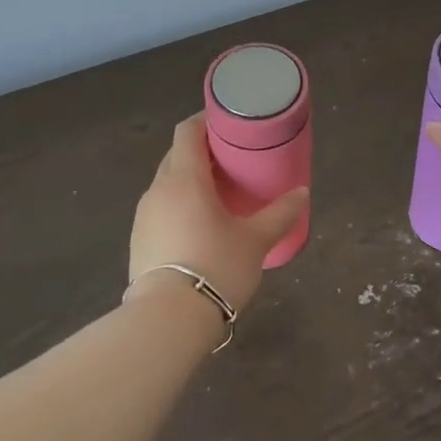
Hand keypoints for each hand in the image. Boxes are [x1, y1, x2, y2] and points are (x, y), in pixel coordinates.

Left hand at [129, 115, 307, 311]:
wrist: (169, 319)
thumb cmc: (216, 266)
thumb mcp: (256, 240)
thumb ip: (280, 213)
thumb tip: (302, 193)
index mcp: (184, 178)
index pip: (188, 132)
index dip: (206, 121)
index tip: (228, 125)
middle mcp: (158, 190)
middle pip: (176, 156)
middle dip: (202, 153)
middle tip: (231, 161)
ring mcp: (143, 216)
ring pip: (167, 185)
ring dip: (189, 182)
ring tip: (218, 195)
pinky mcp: (138, 241)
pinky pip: (161, 210)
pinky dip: (179, 207)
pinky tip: (199, 227)